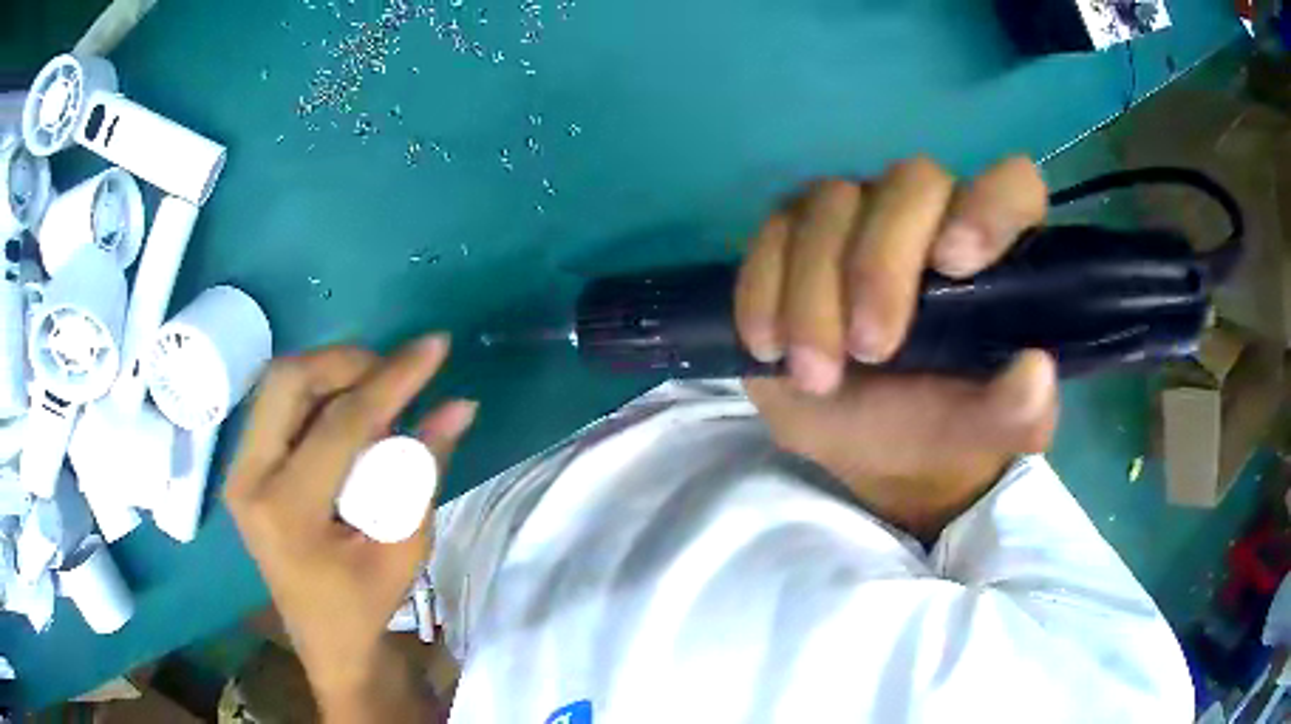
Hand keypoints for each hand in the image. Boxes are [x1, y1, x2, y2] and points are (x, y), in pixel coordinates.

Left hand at [224, 335, 476, 716]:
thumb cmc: (366, 603)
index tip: (435, 348)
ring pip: (279, 383)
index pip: (340, 423)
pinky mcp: (244, 466)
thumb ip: (425, 470)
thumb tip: (459, 406)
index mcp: (287, 512)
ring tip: (376, 392)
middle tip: (392, 374)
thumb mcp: (406, 546)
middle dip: (346, 362)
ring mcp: (239, 470)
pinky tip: (348, 412)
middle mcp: (248, 480)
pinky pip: (278, 404)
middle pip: (288, 380)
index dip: (392, 380)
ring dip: (330, 373)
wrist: (325, 639)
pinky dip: (317, 393)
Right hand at [735, 157, 1058, 539]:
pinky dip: (763, 287)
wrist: (869, 444)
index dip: (988, 205)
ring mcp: (859, 217)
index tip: (955, 264)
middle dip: (882, 264)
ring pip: (830, 202)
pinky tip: (768, 346)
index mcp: (994, 253)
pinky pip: (772, 231)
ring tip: (815, 374)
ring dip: (814, 290)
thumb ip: (1018, 412)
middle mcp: (929, 215)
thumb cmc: (940, 428)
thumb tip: (1034, 370)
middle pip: (909, 182)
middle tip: (870, 350)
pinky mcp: (796, 236)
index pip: (1011, 186)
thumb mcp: (984, 434)